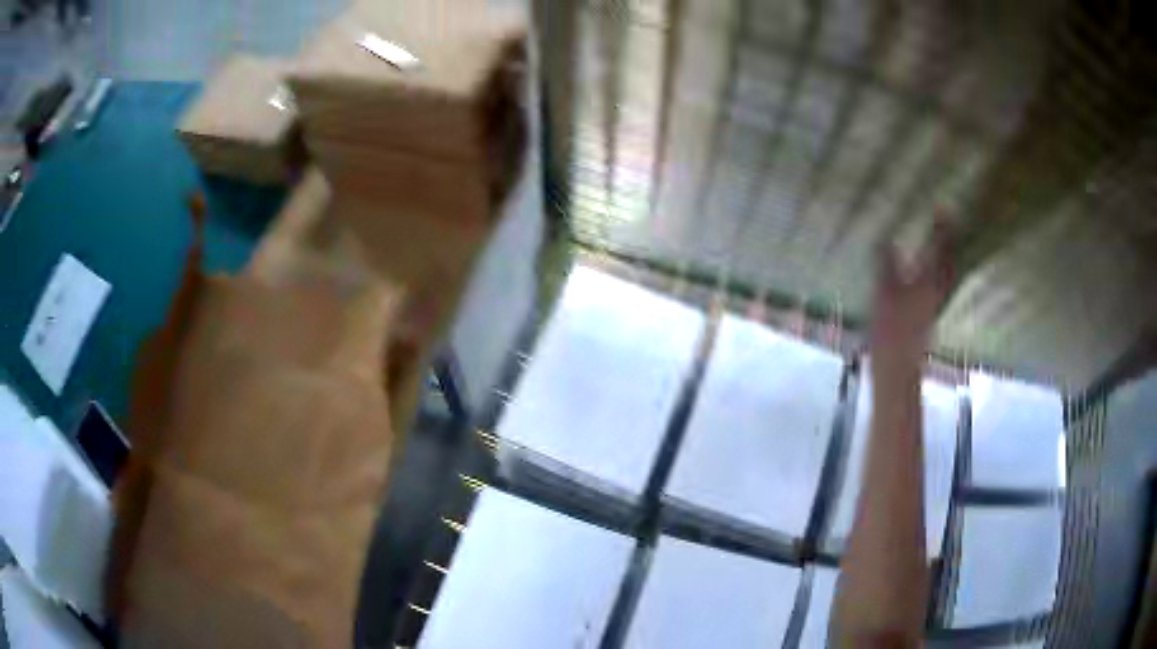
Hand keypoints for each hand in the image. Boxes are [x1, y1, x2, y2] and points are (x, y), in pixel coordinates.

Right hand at [869, 220, 954, 372]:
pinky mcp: (929, 316)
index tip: (943, 207)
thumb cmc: (890, 329)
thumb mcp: (883, 290)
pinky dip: (938, 274)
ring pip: (945, 275)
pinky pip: (939, 286)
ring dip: (945, 258)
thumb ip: (886, 262)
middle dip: (948, 243)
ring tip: (942, 245)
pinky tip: (929, 275)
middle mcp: (937, 290)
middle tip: (948, 224)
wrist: (897, 368)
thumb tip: (886, 237)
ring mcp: (934, 305)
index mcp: (928, 280)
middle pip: (948, 262)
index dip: (941, 227)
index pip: (938, 248)